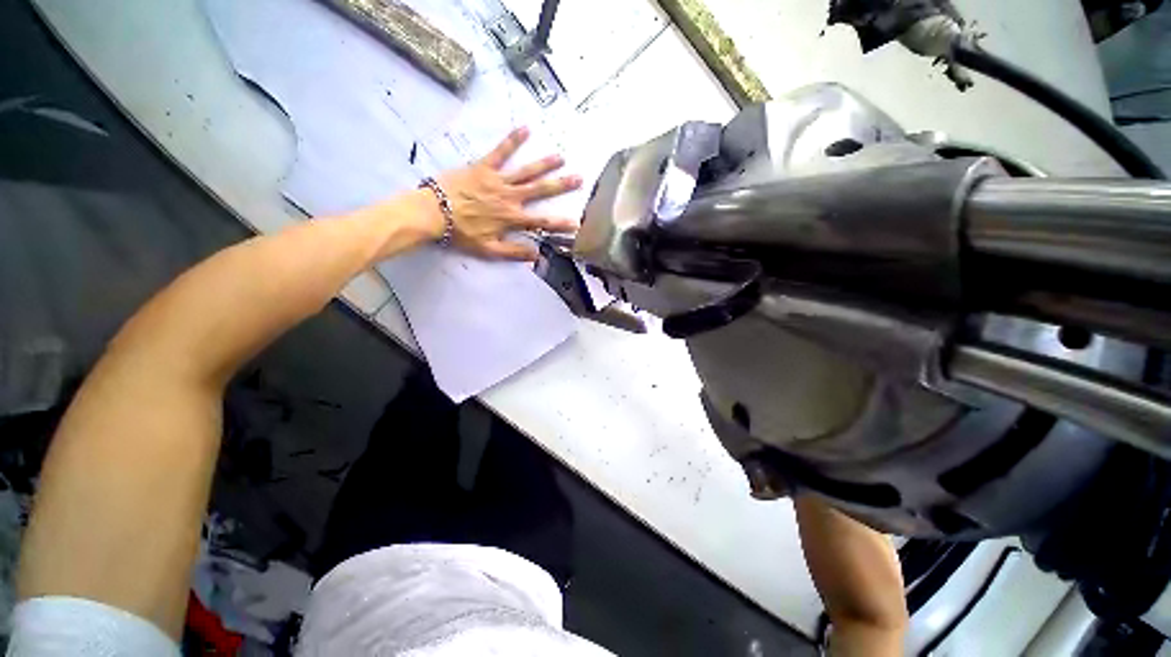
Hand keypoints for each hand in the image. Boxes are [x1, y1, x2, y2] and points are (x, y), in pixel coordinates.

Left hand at [436, 127, 581, 260]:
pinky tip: (526, 129)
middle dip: (561, 186)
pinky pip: (501, 152)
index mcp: (512, 218)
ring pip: (526, 171)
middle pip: (540, 191)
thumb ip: (514, 252)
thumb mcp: (489, 250)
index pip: (542, 222)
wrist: (433, 213)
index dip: (560, 224)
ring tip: (561, 157)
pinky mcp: (484, 167)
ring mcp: (498, 180)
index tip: (577, 223)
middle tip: (579, 178)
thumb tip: (536, 255)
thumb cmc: (462, 233)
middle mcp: (510, 198)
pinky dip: (513, 140)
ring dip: (545, 164)